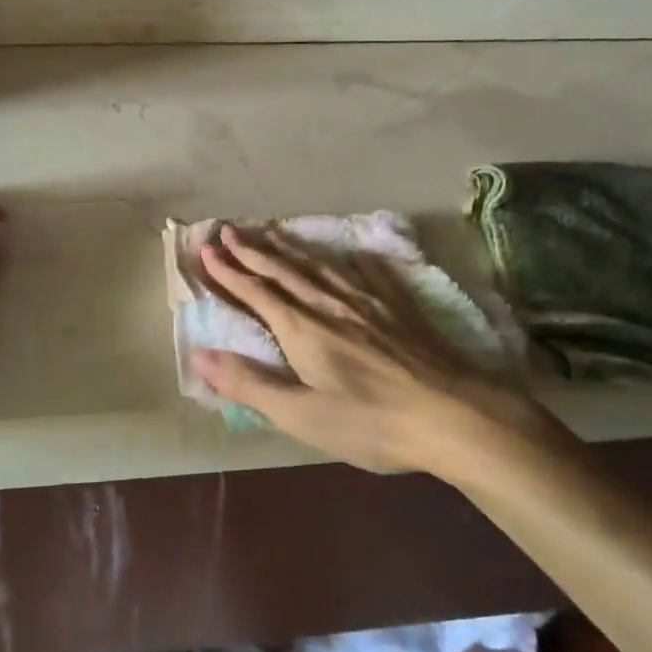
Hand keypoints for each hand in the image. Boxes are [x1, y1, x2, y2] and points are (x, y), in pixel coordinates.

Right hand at [194, 225, 551, 475]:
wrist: (452, 415)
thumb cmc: (370, 422)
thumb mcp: (301, 414)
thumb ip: (250, 383)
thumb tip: (200, 354)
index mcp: (302, 329)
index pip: (257, 292)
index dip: (229, 271)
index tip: (206, 249)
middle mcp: (330, 305)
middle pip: (285, 270)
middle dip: (252, 250)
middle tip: (229, 229)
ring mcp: (368, 302)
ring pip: (320, 266)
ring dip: (292, 248)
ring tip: (273, 231)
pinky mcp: (399, 308)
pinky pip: (371, 274)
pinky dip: (355, 261)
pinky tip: (356, 253)